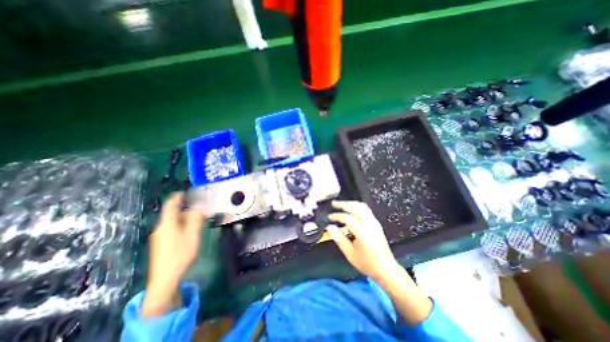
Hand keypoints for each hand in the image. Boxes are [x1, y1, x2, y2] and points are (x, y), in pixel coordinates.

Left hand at [142, 193, 205, 317]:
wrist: (165, 278)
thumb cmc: (181, 254)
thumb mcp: (193, 234)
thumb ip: (196, 219)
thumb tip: (199, 208)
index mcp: (168, 223)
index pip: (171, 205)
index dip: (177, 197)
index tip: (184, 192)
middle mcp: (161, 228)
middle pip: (173, 213)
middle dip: (186, 209)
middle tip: (200, 208)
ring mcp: (160, 236)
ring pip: (174, 222)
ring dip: (185, 218)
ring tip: (198, 219)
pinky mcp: (162, 244)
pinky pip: (173, 228)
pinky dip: (182, 225)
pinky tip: (190, 230)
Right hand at [326, 201, 403, 281]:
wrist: (387, 269)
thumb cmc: (367, 263)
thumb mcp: (350, 254)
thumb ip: (339, 239)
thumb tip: (330, 227)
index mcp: (363, 233)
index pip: (348, 218)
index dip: (337, 216)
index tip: (329, 217)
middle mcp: (370, 224)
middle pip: (357, 207)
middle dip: (344, 204)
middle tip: (334, 204)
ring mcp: (375, 222)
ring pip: (362, 206)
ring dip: (351, 204)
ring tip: (341, 205)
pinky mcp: (376, 223)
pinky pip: (366, 210)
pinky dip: (356, 207)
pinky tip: (350, 211)